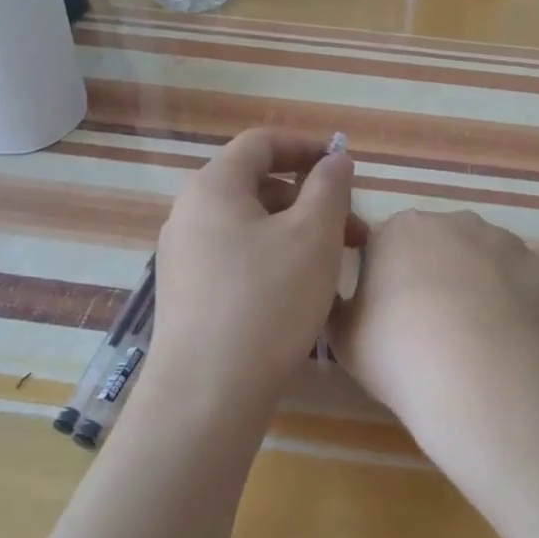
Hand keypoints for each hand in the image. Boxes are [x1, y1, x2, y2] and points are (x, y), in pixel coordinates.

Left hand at [144, 129, 359, 423]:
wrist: (208, 393)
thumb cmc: (268, 301)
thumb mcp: (314, 236)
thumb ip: (330, 187)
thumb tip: (334, 158)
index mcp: (213, 187)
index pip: (260, 143)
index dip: (305, 146)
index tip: (343, 165)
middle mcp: (190, 214)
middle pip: (257, 186)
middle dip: (310, 200)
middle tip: (354, 232)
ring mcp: (184, 257)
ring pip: (251, 226)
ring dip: (296, 233)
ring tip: (334, 267)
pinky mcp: (189, 295)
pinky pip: (237, 258)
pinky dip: (274, 259)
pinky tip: (301, 293)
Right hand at [329, 210, 538, 450]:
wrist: (481, 379)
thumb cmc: (399, 352)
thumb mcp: (343, 337)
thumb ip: (341, 309)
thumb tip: (348, 303)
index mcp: (402, 230)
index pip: (389, 246)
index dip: (390, 282)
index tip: (392, 318)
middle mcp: (458, 223)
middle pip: (443, 248)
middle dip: (439, 278)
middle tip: (434, 331)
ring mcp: (510, 245)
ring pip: (490, 265)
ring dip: (483, 292)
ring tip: (478, 344)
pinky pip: (529, 291)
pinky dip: (522, 312)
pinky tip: (513, 348)